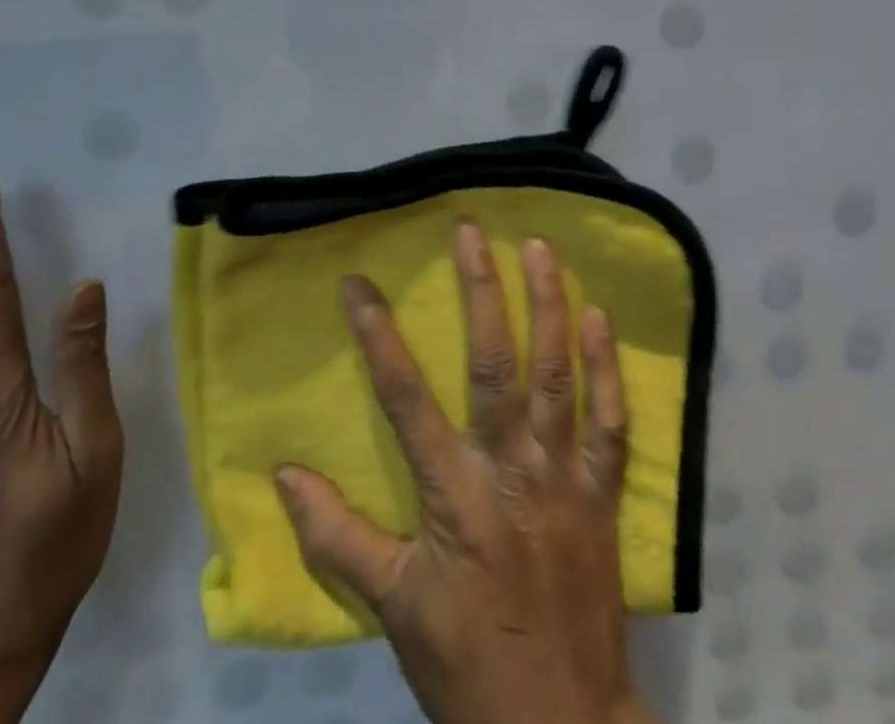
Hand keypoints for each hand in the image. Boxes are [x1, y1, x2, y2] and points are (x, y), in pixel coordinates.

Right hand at [274, 225, 656, 723]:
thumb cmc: (467, 662)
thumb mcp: (392, 606)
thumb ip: (336, 536)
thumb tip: (283, 474)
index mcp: (452, 494)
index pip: (403, 396)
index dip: (377, 333)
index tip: (357, 281)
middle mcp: (510, 469)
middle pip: (493, 364)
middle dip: (480, 291)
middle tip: (471, 231)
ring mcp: (563, 477)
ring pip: (557, 376)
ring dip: (548, 306)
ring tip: (539, 246)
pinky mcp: (602, 493)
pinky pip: (611, 420)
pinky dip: (608, 366)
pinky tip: (599, 316)